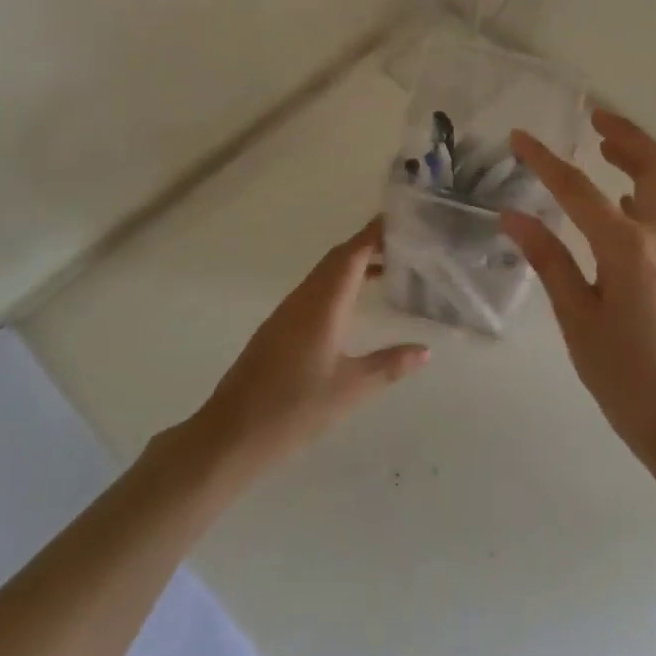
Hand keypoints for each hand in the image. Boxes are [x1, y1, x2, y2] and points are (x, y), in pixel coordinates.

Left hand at [192, 218, 429, 475]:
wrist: (230, 435)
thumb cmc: (294, 408)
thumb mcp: (350, 389)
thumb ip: (389, 365)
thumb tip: (425, 350)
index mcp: (324, 302)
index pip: (353, 253)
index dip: (376, 233)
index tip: (403, 220)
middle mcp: (305, 297)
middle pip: (339, 257)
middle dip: (370, 244)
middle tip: (405, 243)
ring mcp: (288, 312)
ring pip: (325, 274)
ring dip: (355, 264)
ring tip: (390, 269)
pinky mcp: (279, 328)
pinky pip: (315, 291)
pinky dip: (340, 285)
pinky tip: (354, 306)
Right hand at [502, 110, 655, 466]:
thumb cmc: (626, 377)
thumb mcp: (577, 319)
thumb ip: (549, 260)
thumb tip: (513, 215)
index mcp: (627, 248)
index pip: (578, 189)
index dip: (545, 160)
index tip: (519, 137)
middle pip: (653, 165)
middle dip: (625, 135)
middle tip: (594, 118)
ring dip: (635, 157)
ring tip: (601, 145)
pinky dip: (638, 189)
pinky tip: (613, 201)